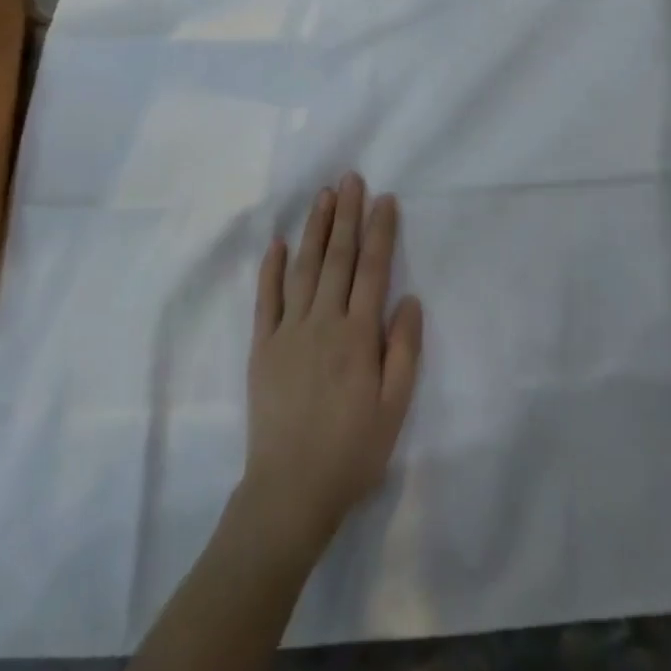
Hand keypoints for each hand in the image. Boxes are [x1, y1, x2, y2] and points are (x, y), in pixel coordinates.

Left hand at [241, 173, 423, 559]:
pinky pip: (265, 299)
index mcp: (358, 335)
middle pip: (338, 258)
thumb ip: (404, 350)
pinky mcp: (262, 346)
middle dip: (346, 215)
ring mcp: (288, 331)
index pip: (372, 270)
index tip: (384, 198)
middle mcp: (323, 322)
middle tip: (349, 178)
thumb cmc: (352, 451)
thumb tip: (409, 298)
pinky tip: (276, 242)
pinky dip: (270, 268)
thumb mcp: (394, 408)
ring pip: (303, 268)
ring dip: (315, 229)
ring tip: (322, 196)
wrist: (289, 492)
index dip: (380, 231)